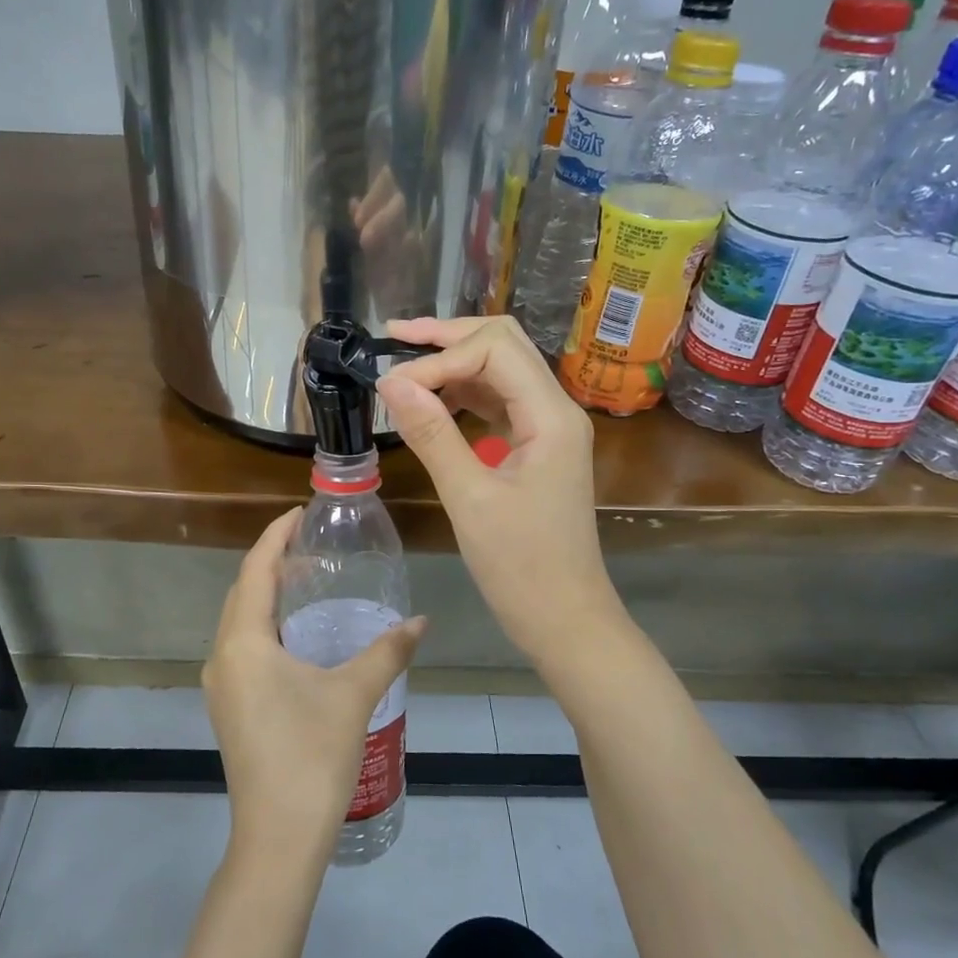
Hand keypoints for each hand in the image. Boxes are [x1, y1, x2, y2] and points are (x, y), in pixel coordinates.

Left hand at [204, 509, 425, 869]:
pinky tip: (296, 636)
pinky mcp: (228, 708)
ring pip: (239, 621)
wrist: (278, 838)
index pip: (255, 570)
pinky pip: (242, 647)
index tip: (299, 514)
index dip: (275, 536)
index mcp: (244, 643)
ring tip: (306, 582)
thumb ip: (387, 651)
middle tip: (311, 545)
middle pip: (243, 592)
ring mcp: (221, 686)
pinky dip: (264, 626)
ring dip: (266, 596)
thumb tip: (421, 621)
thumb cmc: (312, 757)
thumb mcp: (354, 695)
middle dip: (272, 563)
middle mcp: (222, 657)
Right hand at [377, 315, 622, 670]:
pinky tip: (431, 401)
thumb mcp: (470, 499)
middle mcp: (556, 410)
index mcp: (551, 416)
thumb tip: (391, 383)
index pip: (494, 349)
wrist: (566, 620)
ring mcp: (548, 429)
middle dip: (449, 336)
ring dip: (455, 362)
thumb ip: (432, 434)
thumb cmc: (521, 567)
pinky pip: (500, 403)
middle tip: (395, 337)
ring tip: (404, 366)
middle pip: (504, 344)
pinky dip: (464, 394)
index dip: (439, 357)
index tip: (392, 385)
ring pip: (501, 370)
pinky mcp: (537, 449)